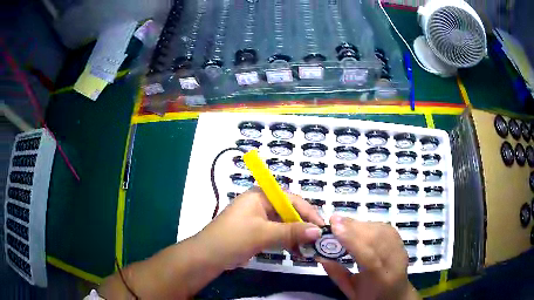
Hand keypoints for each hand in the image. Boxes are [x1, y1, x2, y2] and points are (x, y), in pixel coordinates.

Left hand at [193, 187, 324, 269]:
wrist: (208, 256)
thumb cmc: (234, 238)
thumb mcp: (264, 233)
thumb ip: (291, 232)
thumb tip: (318, 231)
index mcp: (260, 196)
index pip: (291, 199)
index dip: (308, 212)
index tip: (322, 227)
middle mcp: (260, 204)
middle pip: (288, 212)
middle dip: (303, 226)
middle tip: (318, 240)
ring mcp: (258, 219)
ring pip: (284, 225)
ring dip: (296, 236)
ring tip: (310, 249)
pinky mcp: (257, 232)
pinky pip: (277, 234)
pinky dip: (287, 242)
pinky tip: (297, 251)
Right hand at [320, 215, 418, 299]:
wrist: (396, 294)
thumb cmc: (371, 297)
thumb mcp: (350, 291)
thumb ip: (337, 274)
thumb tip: (320, 255)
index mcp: (382, 281)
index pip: (369, 257)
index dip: (352, 240)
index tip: (334, 227)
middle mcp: (395, 262)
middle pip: (377, 239)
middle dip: (354, 227)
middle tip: (334, 220)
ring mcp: (401, 250)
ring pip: (381, 230)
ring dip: (360, 224)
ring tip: (343, 222)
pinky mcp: (401, 242)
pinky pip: (385, 228)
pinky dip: (369, 224)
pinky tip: (358, 226)